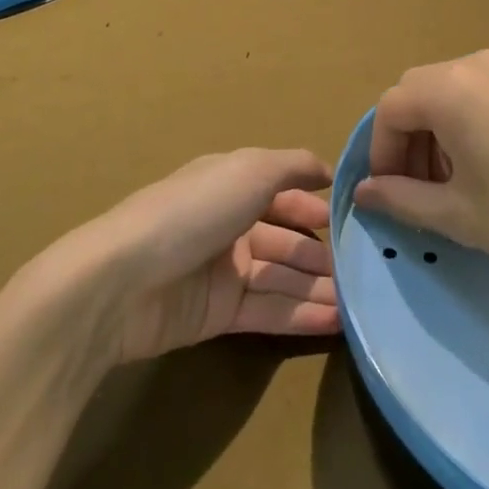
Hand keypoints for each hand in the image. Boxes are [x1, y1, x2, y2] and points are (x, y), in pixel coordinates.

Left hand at [68, 148, 340, 363]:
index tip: (353, 218)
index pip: (282, 192)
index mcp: (231, 184)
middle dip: (322, 253)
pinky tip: (337, 322)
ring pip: (281, 278)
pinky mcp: (217, 315)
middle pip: (285, 239)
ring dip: (319, 288)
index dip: (314, 204)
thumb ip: (294, 166)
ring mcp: (222, 271)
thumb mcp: (250, 170)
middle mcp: (229, 224)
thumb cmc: (193, 211)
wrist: (123, 281)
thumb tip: (329, 169)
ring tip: (361, 302)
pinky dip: (301, 315)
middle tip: (365, 270)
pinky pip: (268, 311)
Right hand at [353, 49, 488, 286]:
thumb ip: (404, 200)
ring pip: (452, 93)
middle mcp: (476, 65)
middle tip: (421, 193)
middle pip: (418, 93)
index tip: (390, 196)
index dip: (381, 153)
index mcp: (450, 89)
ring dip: (438, 134)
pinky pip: (484, 94)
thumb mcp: (463, 217)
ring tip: (457, 186)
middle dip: (408, 142)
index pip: (390, 109)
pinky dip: (469, 125)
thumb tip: (364, 192)